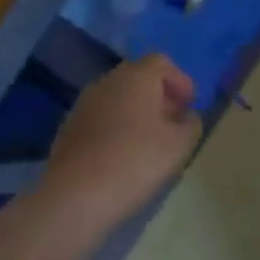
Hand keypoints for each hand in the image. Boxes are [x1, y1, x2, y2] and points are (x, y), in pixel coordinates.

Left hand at [40, 55, 202, 232]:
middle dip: (158, 96)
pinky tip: (122, 155)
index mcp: (136, 77)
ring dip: (135, 112)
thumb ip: (191, 124)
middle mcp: (107, 82)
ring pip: (117, 98)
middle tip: (172, 122)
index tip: (190, 107)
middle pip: (138, 78)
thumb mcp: (180, 144)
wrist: (76, 196)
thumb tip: (187, 117)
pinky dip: (115, 128)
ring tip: (149, 142)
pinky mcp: (68, 129)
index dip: (180, 81)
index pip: (161, 62)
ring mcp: (83, 105)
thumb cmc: (136, 161)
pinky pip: (100, 118)